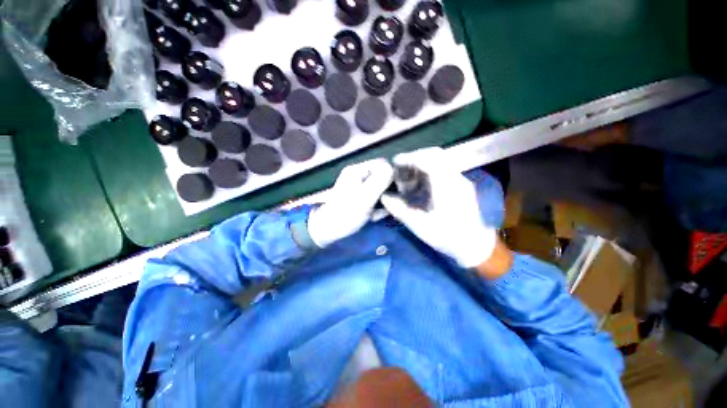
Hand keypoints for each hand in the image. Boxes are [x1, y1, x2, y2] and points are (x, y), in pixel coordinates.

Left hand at [308, 158, 393, 247]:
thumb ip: (379, 181)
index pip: (382, 164)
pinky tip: (373, 216)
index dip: (391, 175)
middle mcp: (358, 175)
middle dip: (387, 191)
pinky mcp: (359, 197)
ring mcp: (358, 186)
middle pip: (382, 176)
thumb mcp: (365, 197)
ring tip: (377, 213)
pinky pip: (374, 197)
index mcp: (357, 170)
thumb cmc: (346, 213)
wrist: (329, 230)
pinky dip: (377, 207)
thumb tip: (393, 169)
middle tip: (385, 205)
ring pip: (380, 188)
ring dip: (383, 201)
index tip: (396, 191)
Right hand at [380, 148, 498, 268]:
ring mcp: (459, 180)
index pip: (428, 160)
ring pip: (439, 161)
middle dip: (414, 158)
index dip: (410, 158)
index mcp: (446, 187)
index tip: (395, 162)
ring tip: (408, 179)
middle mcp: (455, 178)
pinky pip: (442, 169)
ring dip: (420, 165)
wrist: (476, 245)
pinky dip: (427, 171)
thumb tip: (384, 197)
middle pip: (435, 155)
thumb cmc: (448, 238)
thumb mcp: (420, 226)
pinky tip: (419, 185)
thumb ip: (400, 210)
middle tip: (400, 169)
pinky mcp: (460, 184)